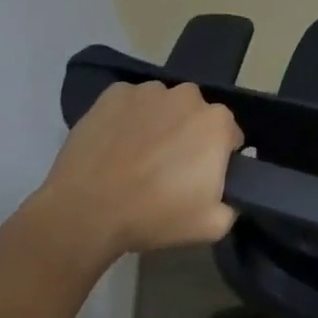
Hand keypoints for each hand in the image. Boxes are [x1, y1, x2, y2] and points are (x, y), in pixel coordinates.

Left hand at [35, 80, 243, 261]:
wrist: (85, 212)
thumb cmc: (154, 216)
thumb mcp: (211, 226)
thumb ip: (231, 206)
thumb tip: (227, 195)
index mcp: (217, 122)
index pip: (228, 136)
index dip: (217, 158)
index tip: (199, 178)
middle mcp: (188, 95)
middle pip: (196, 115)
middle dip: (188, 136)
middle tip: (167, 169)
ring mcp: (148, 91)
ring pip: (163, 105)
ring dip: (158, 124)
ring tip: (136, 157)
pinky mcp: (114, 93)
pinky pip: (129, 103)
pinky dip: (127, 118)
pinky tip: (114, 145)